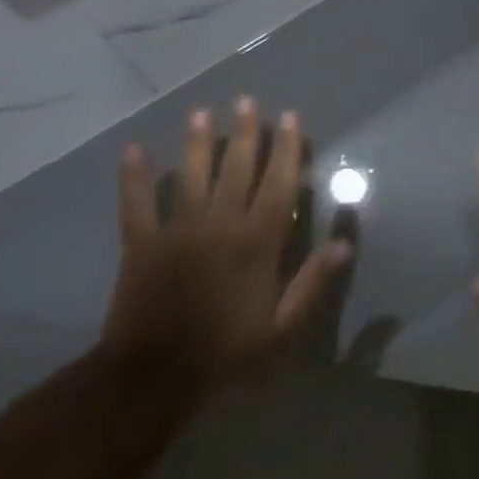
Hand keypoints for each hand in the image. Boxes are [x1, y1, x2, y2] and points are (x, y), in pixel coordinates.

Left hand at [102, 99, 350, 392]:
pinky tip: (133, 150)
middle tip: (247, 101)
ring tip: (202, 113)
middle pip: (236, 170)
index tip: (290, 119)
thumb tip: (345, 242)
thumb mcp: (283, 327)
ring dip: (197, 143)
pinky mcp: (140, 244)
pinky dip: (134, 178)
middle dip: (245, 133)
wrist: (154, 377)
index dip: (287, 150)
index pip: (278, 184)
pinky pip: (136, 204)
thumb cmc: (227, 352)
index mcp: (258, 242)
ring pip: (191, 177)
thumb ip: (314, 283)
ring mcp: (177, 231)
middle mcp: (220, 225)